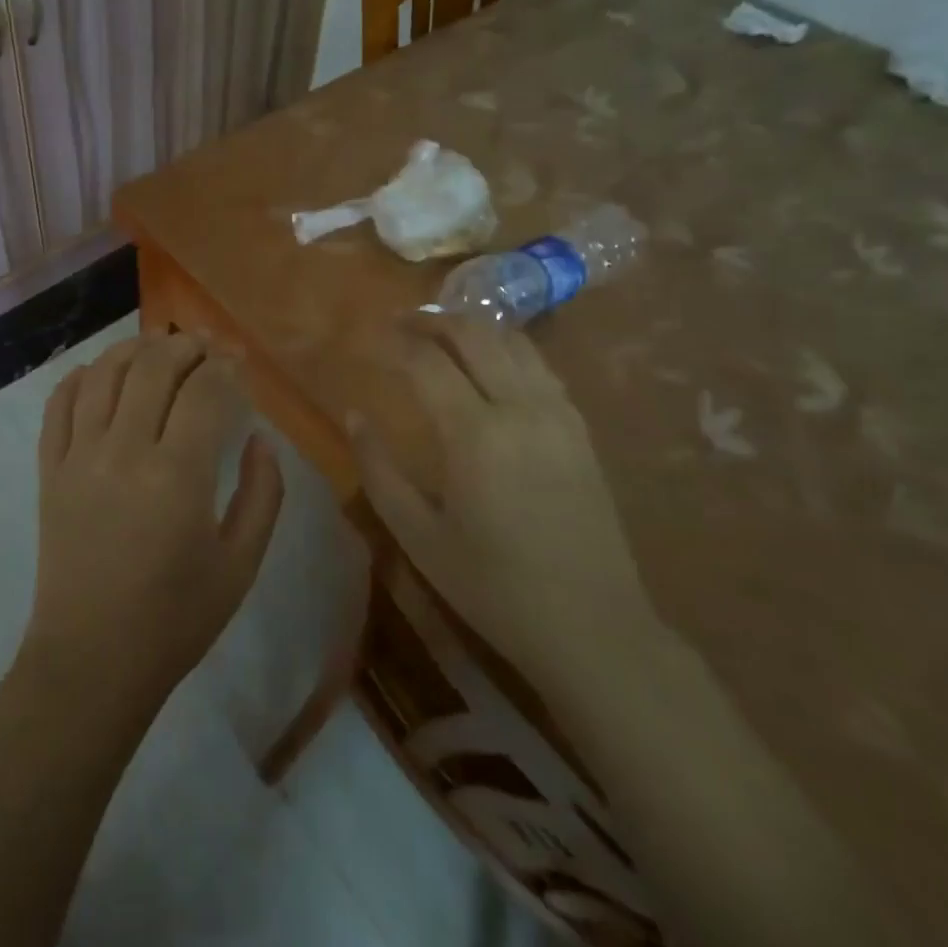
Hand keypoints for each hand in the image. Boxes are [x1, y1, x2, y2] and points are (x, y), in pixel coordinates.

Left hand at [24, 334, 283, 715]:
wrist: (93, 660)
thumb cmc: (176, 618)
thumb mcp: (241, 564)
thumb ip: (264, 493)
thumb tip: (261, 438)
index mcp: (178, 476)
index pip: (205, 391)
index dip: (226, 367)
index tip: (239, 363)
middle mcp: (123, 451)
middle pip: (153, 366)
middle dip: (185, 345)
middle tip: (205, 347)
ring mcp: (78, 456)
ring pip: (104, 373)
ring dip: (135, 349)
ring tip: (158, 348)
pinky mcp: (49, 469)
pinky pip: (59, 404)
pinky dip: (81, 376)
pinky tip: (102, 373)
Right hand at [351, 314, 655, 685]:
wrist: (593, 628)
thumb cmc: (492, 586)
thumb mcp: (418, 535)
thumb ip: (378, 469)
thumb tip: (354, 415)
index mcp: (475, 434)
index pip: (427, 361)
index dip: (395, 340)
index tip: (372, 333)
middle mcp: (520, 408)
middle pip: (475, 334)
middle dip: (433, 318)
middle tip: (401, 322)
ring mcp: (558, 414)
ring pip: (513, 341)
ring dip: (473, 327)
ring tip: (441, 332)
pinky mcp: (579, 428)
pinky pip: (540, 365)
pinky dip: (507, 348)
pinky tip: (490, 361)